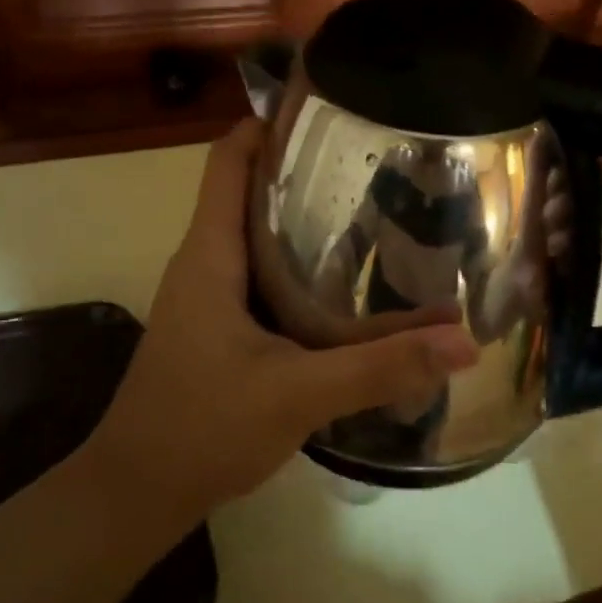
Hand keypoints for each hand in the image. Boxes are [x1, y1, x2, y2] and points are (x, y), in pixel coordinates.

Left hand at [86, 121, 479, 530]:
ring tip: (367, 211)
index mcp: (209, 254)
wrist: (138, 491)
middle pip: (247, 191)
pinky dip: (295, 265)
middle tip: (368, 163)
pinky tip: (341, 285)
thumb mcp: (297, 394)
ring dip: (299, 219)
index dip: (266, 125)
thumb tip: (463, 342)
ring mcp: (207, 296)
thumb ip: (379, 367)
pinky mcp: (217, 327)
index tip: (323, 111)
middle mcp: (204, 263)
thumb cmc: (202, 427)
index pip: (227, 161)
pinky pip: (257, 275)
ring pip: (254, 235)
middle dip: (299, 171)